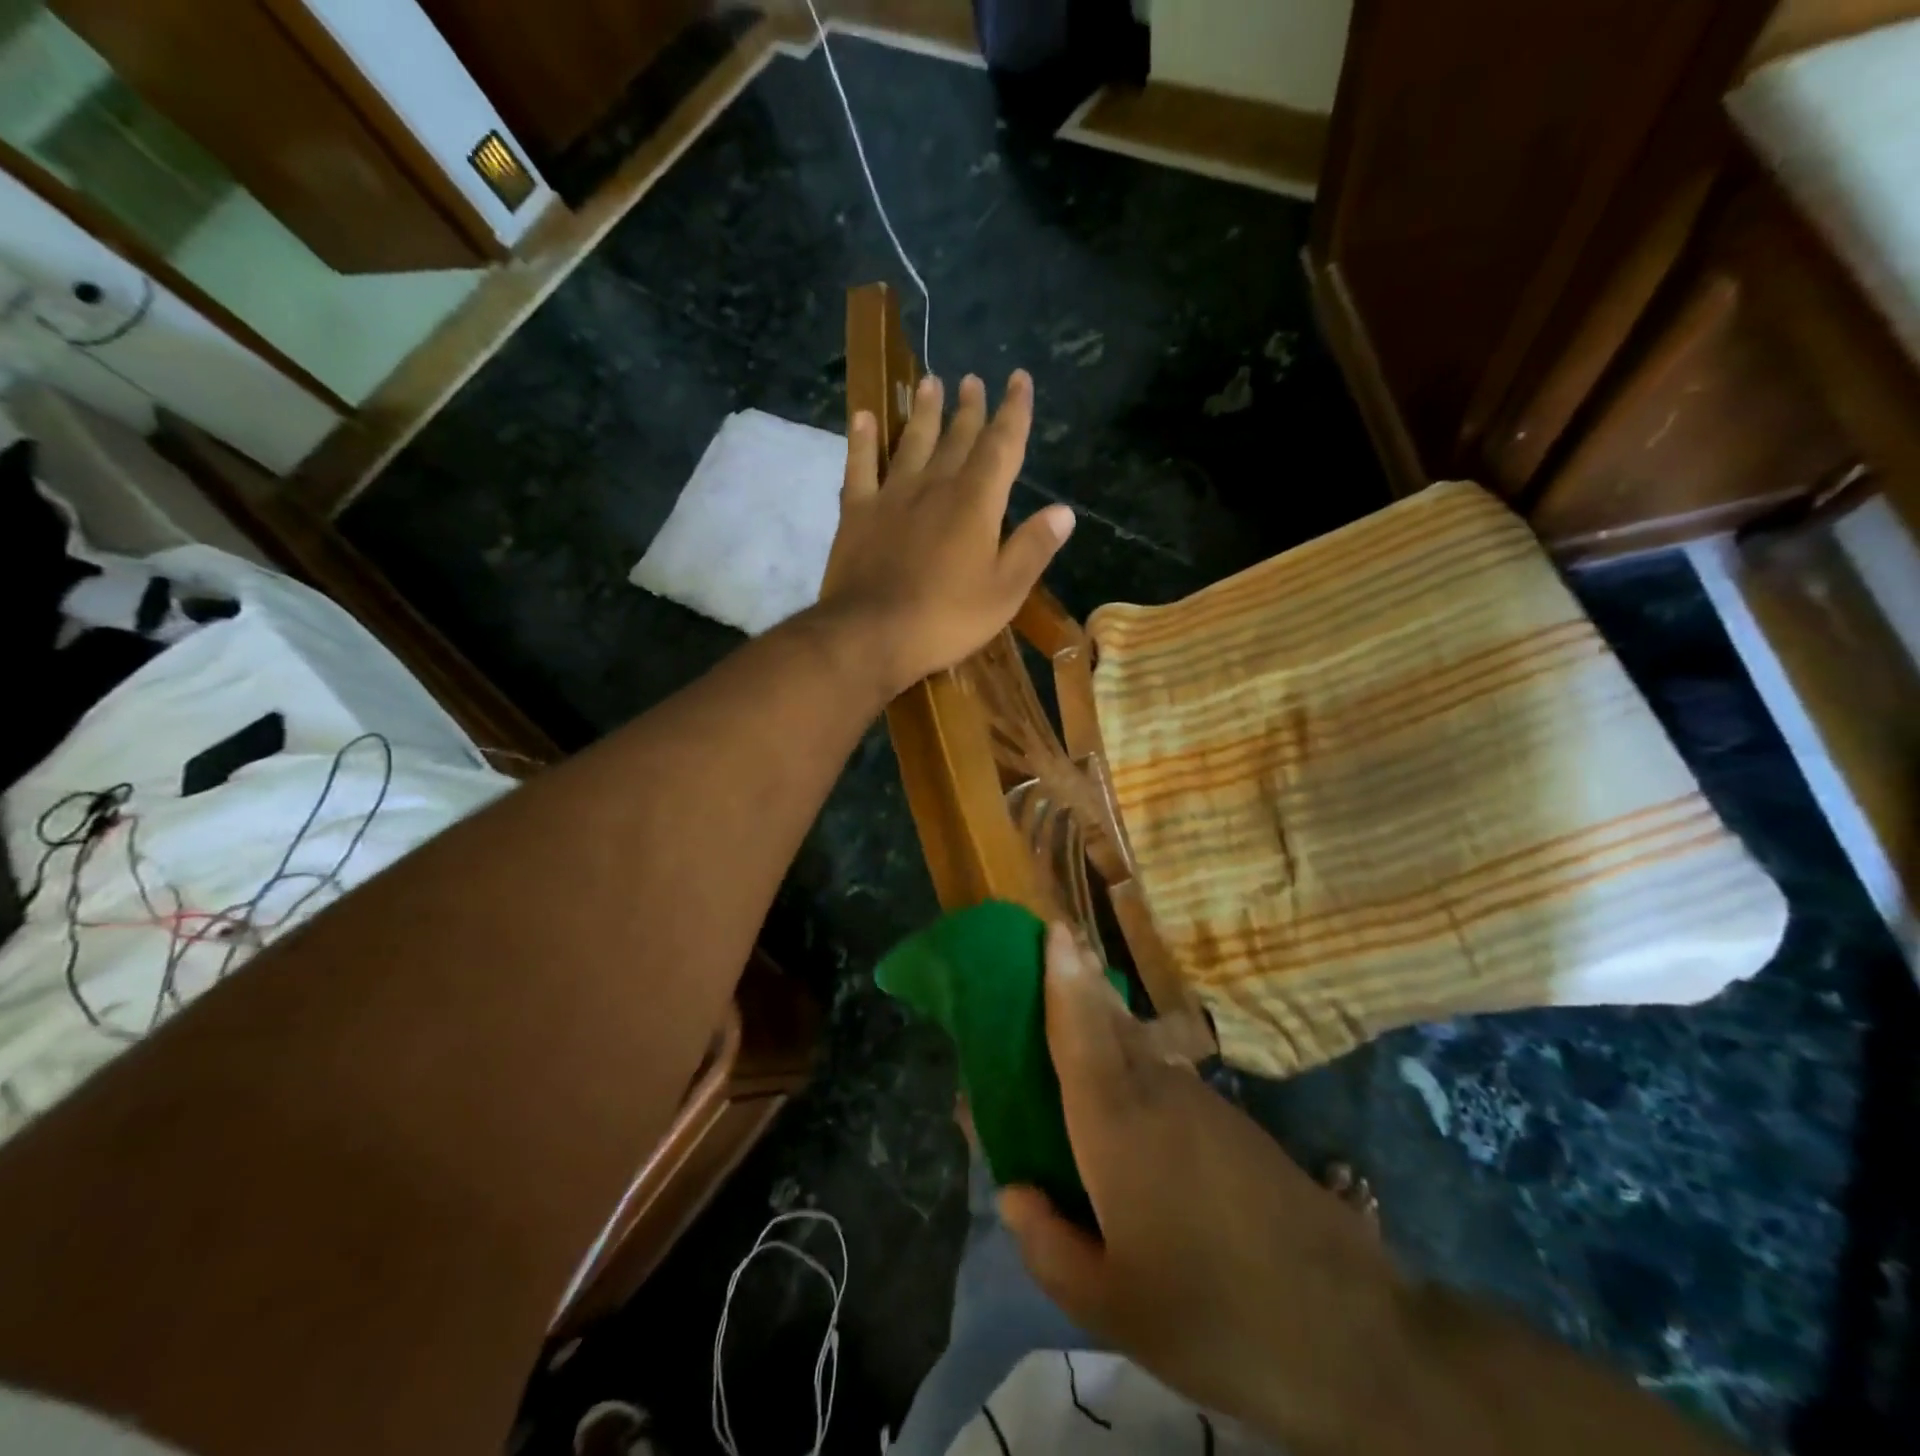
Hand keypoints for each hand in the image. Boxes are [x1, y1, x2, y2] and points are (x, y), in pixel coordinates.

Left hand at [820, 371, 1073, 696]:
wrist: (871, 635)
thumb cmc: (946, 618)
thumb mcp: (1005, 592)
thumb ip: (1033, 548)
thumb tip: (1064, 510)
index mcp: (976, 503)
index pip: (1002, 446)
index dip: (1014, 412)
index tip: (1020, 379)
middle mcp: (935, 486)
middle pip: (957, 439)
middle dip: (970, 409)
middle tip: (973, 381)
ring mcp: (891, 497)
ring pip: (912, 443)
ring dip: (923, 413)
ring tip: (930, 382)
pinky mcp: (856, 514)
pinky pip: (859, 467)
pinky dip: (862, 441)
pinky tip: (863, 417)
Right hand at [999, 926, 1411, 1448]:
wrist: (1350, 1331)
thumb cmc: (1213, 1313)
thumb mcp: (1111, 1306)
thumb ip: (1049, 1245)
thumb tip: (1013, 1192)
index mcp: (1116, 1125)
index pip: (1079, 1030)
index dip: (1062, 976)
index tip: (1052, 926)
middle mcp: (1156, 1093)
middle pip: (1109, 1020)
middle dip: (1082, 979)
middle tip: (1057, 948)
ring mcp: (1201, 1103)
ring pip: (1139, 1043)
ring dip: (1106, 1016)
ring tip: (1079, 1009)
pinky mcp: (1232, 1123)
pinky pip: (1165, 1072)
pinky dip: (1134, 1056)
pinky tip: (1127, 1086)